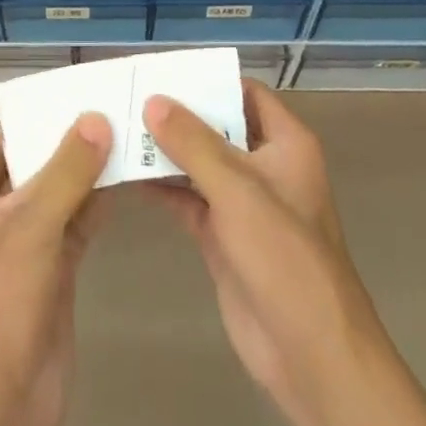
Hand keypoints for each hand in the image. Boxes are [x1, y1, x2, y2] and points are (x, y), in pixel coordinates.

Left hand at [0, 116, 112, 425]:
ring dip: (87, 175)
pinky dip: (96, 207)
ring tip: (127, 135)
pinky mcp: (51, 275)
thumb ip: (67, 171)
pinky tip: (126, 181)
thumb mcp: (31, 226)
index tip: (78, 95)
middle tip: (113, 108)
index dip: (36, 120)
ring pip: (57, 198)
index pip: (1, 143)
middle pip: (33, 168)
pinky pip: (74, 228)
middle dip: (68, 145)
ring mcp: (22, 249)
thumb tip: (96, 118)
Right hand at [144, 82, 386, 425]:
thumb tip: (154, 100)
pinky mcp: (222, 235)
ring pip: (197, 163)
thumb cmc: (284, 257)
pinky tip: (123, 174)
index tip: (161, 71)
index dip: (208, 80)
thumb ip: (193, 143)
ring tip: (115, 128)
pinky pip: (186, 198)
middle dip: (175, 114)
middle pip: (216, 126)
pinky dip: (159, 186)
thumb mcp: (238, 190)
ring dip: (162, 150)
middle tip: (126, 96)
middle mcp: (264, 166)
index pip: (244, 93)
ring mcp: (242, 203)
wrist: (310, 353)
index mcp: (285, 144)